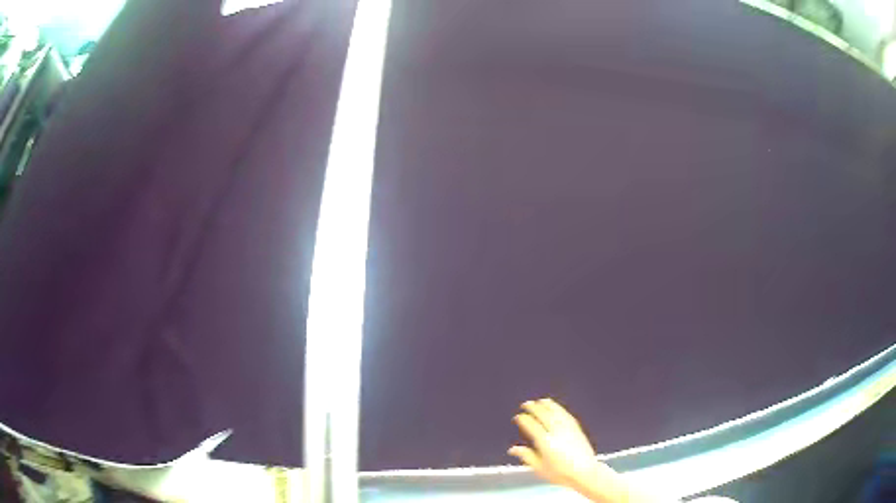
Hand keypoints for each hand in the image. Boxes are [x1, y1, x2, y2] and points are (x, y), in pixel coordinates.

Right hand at [508, 398, 628, 502]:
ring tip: (540, 401)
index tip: (518, 417)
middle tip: (526, 404)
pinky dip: (559, 409)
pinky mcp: (577, 428)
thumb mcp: (539, 468)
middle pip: (544, 415)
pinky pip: (566, 415)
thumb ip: (526, 456)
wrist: (584, 472)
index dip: (524, 419)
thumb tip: (513, 449)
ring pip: (556, 412)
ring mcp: (568, 429)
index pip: (532, 426)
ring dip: (547, 405)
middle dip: (534, 408)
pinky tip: (556, 408)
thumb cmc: (560, 473)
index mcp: (545, 442)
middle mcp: (556, 432)